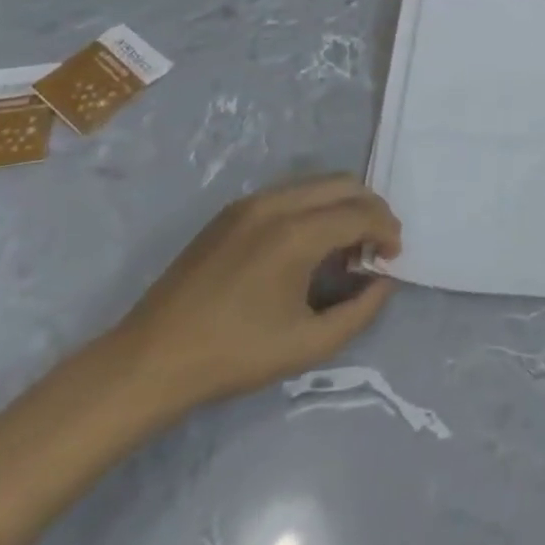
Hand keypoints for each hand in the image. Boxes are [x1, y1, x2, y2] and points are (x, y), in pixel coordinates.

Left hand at [110, 174, 401, 408]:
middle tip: (376, 246)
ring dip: (343, 205)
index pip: (362, 212)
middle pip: (344, 184)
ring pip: (317, 183)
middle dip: (371, 209)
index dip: (387, 230)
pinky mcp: (232, 210)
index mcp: (297, 234)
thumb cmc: (234, 355)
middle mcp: (277, 204)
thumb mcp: (308, 345)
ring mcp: (251, 202)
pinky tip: (307, 245)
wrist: (151, 360)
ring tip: (344, 247)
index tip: (392, 257)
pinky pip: (290, 193)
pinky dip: (314, 207)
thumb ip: (360, 311)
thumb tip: (383, 281)